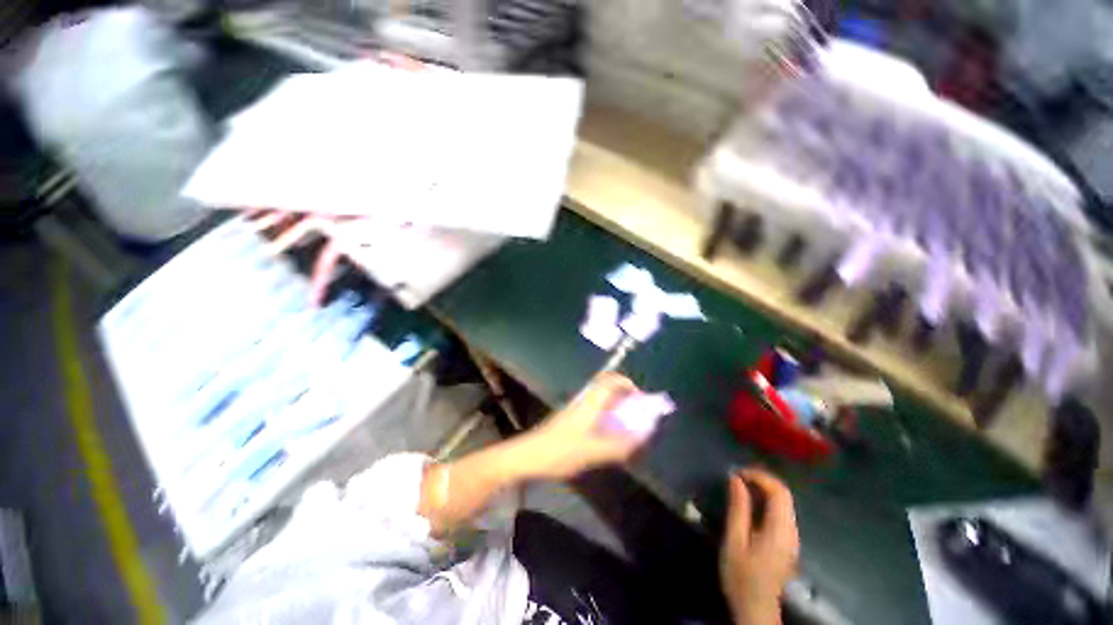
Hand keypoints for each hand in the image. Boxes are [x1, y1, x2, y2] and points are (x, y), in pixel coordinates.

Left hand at [523, 373, 643, 479]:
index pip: (610, 380)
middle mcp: (583, 401)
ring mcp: (575, 409)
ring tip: (625, 427)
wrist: (528, 456)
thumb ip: (617, 446)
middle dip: (624, 397)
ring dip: (615, 408)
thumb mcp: (591, 452)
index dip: (627, 384)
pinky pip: (594, 411)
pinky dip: (606, 417)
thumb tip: (640, 438)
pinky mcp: (570, 419)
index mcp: (589, 403)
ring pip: (600, 400)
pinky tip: (607, 436)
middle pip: (606, 388)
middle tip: (635, 414)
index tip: (640, 398)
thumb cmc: (559, 451)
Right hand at [720, 469, 799, 624]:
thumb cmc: (742, 576)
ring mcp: (792, 538)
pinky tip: (749, 504)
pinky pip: (781, 512)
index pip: (779, 492)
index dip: (759, 476)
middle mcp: (792, 531)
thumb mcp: (734, 541)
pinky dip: (766, 501)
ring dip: (763, 489)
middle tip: (737, 477)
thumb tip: (736, 479)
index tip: (737, 473)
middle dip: (761, 480)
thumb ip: (738, 509)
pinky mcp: (787, 543)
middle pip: (784, 495)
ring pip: (784, 503)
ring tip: (740, 487)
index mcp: (780, 530)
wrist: (756, 609)